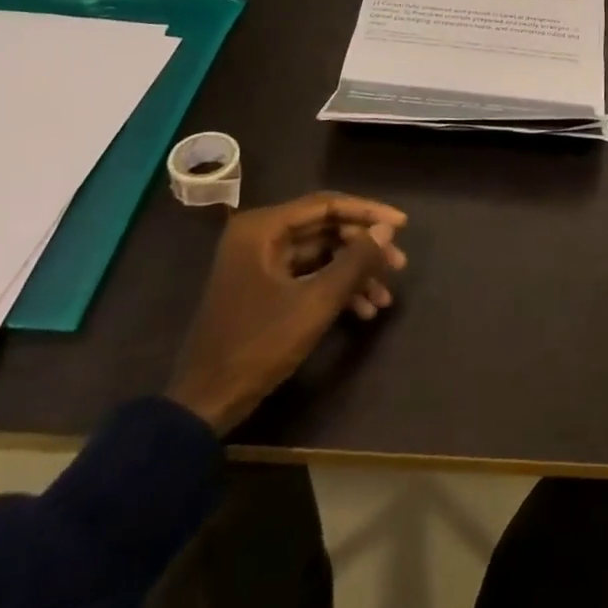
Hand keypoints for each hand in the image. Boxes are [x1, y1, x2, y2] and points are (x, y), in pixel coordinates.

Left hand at [165, 192, 408, 433]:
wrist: (206, 403)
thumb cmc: (259, 345)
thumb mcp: (315, 303)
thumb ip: (355, 262)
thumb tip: (387, 230)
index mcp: (262, 229)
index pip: (327, 205)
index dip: (369, 212)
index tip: (402, 226)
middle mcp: (259, 236)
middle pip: (326, 229)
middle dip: (364, 248)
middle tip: (398, 265)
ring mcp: (260, 262)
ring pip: (322, 254)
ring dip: (355, 272)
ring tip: (385, 297)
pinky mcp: (264, 287)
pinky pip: (309, 274)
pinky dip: (336, 288)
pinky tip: (364, 311)